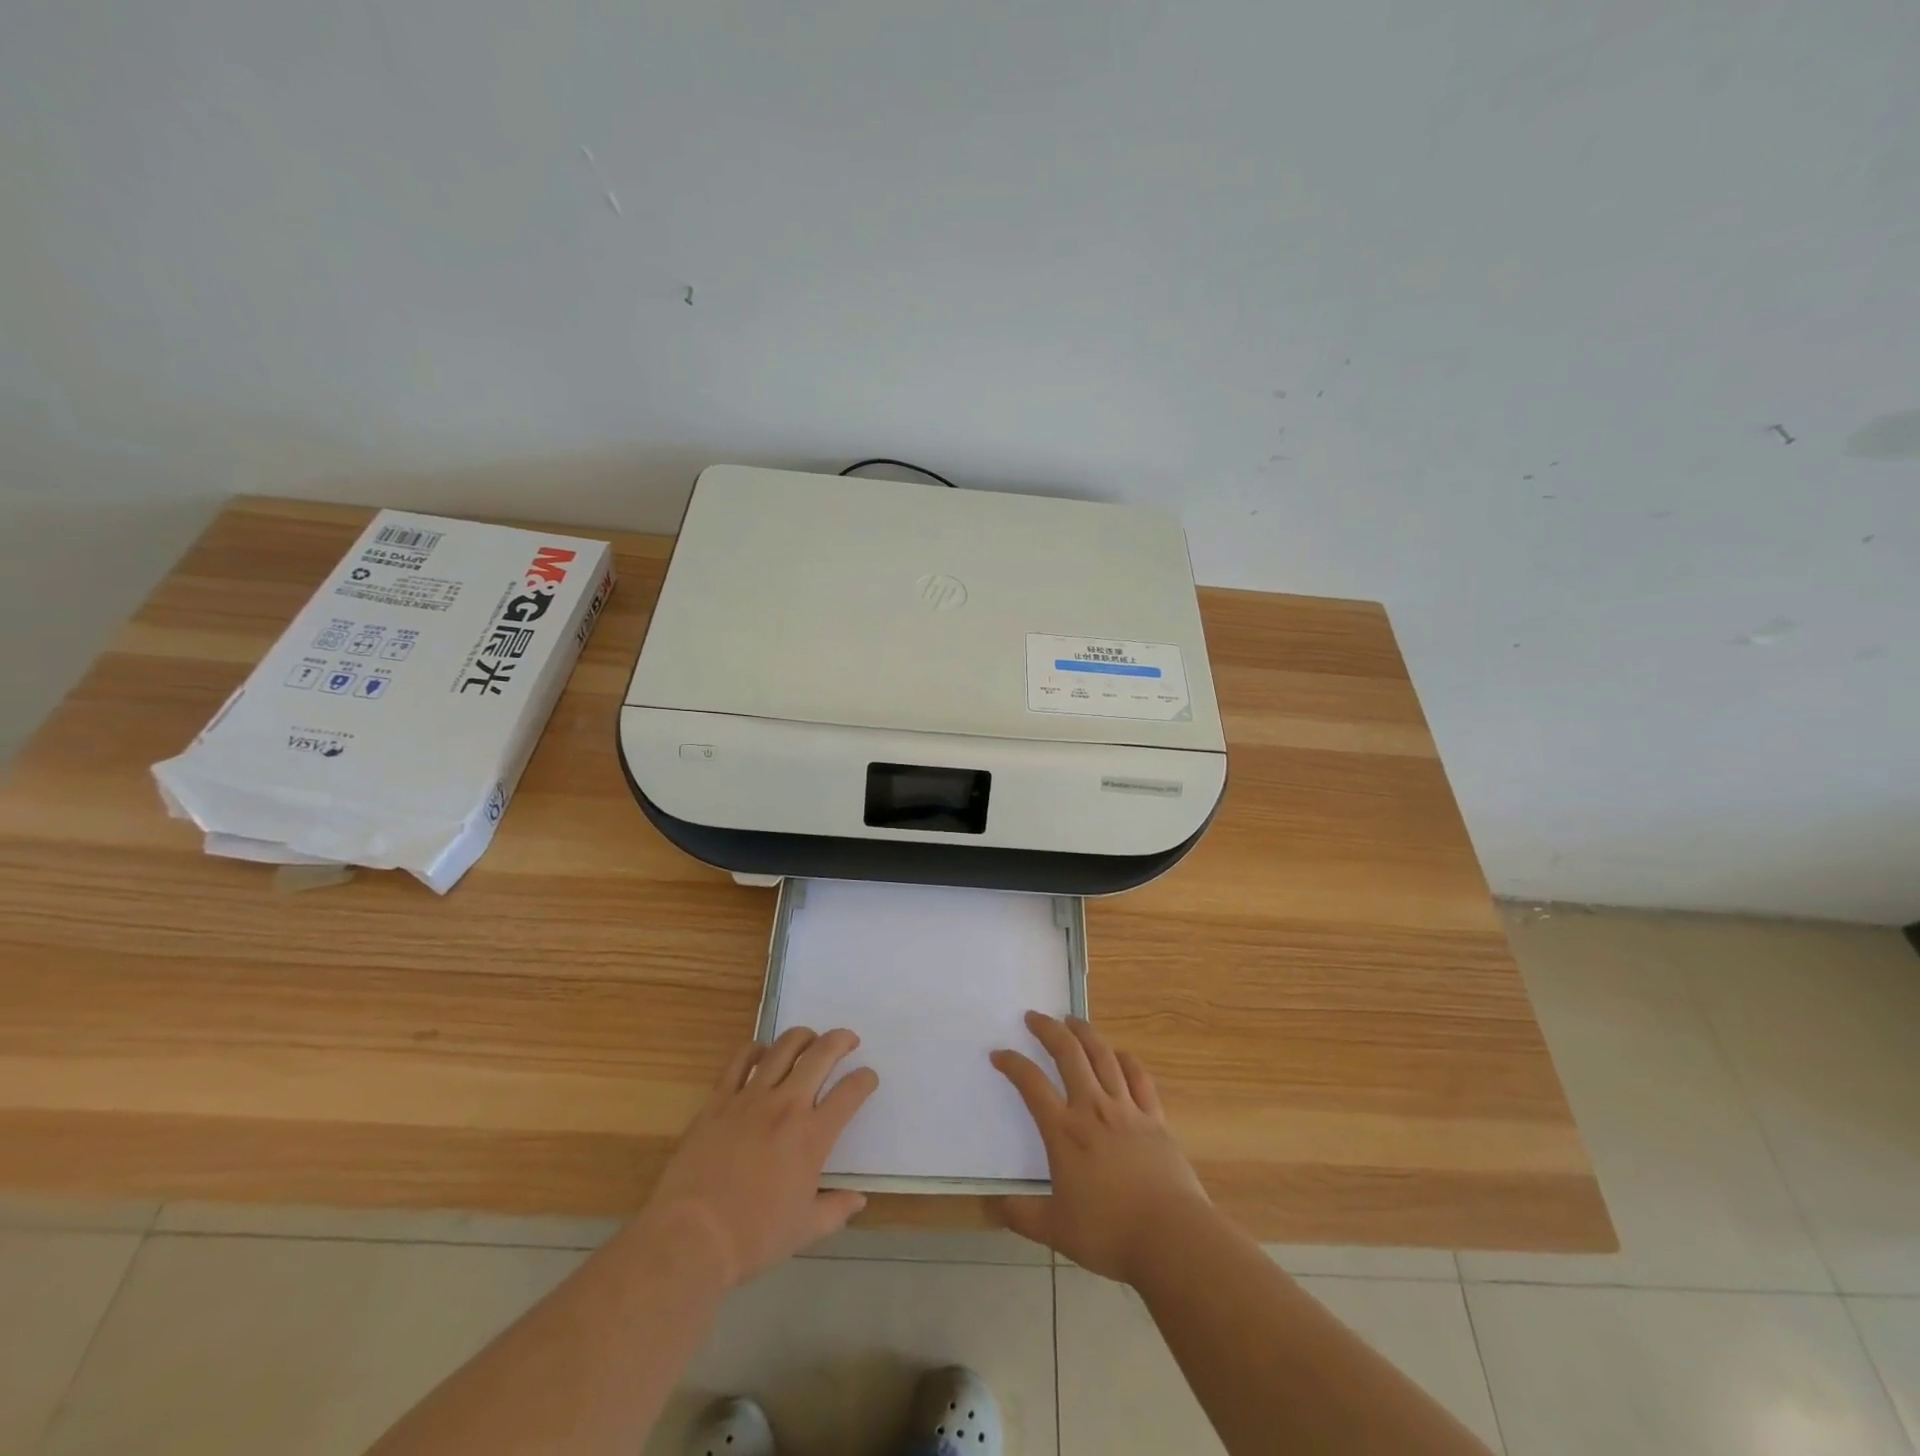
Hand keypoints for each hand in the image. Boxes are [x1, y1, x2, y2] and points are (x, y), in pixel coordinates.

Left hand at [642, 1026, 877, 1287]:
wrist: (691, 1237)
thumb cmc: (753, 1238)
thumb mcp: (805, 1230)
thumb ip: (836, 1209)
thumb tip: (859, 1200)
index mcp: (812, 1136)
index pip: (850, 1092)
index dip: (865, 1079)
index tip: (868, 1078)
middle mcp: (786, 1106)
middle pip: (821, 1054)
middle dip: (841, 1040)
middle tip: (848, 1040)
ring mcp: (750, 1098)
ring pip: (783, 1048)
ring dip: (803, 1037)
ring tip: (810, 1040)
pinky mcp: (718, 1100)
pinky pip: (739, 1061)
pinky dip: (754, 1049)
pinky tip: (761, 1052)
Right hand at [991, 1012, 1211, 1284]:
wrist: (1172, 1237)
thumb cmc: (1110, 1233)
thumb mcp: (1056, 1231)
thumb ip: (1022, 1215)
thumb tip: (993, 1205)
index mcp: (1065, 1132)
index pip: (1032, 1085)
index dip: (1012, 1064)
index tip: (999, 1053)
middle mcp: (1093, 1109)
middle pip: (1069, 1054)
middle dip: (1048, 1030)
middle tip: (1034, 1016)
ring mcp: (1127, 1109)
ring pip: (1103, 1056)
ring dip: (1085, 1033)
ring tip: (1072, 1020)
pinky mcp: (1154, 1118)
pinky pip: (1138, 1077)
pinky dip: (1125, 1060)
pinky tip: (1118, 1054)